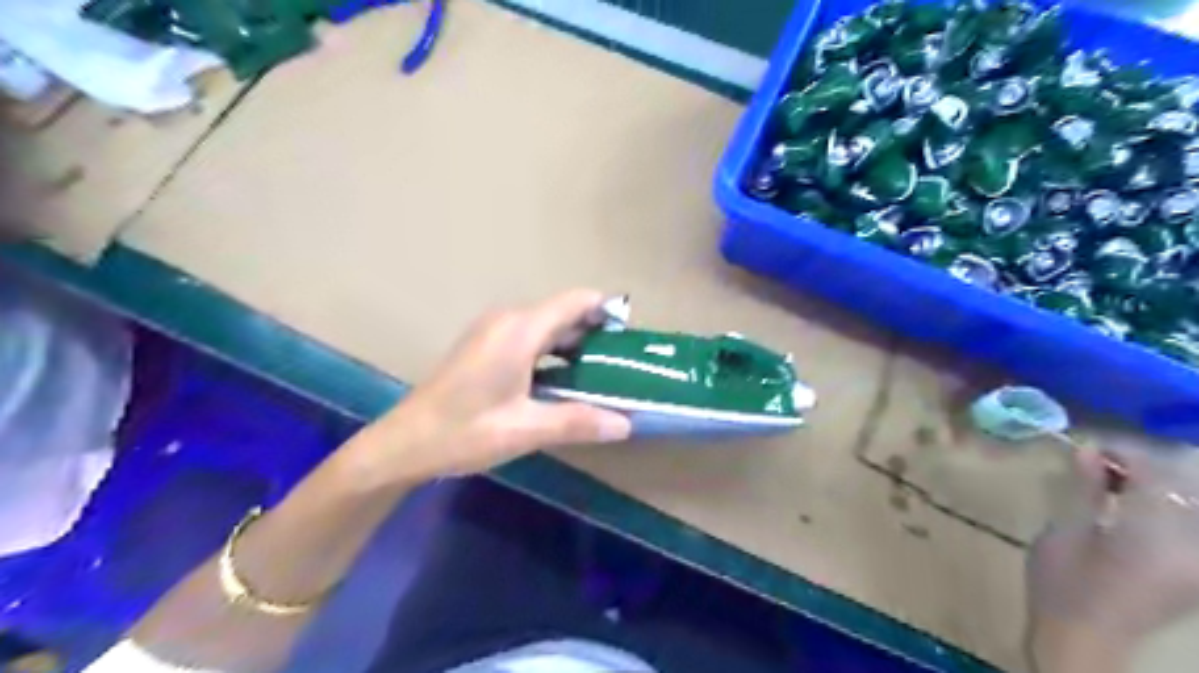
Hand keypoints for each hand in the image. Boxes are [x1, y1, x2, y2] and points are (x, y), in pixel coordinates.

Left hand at [339, 293, 630, 485]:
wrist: (403, 443)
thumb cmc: (463, 432)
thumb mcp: (525, 429)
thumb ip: (578, 421)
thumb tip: (626, 424)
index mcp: (520, 330)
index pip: (575, 301)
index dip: (607, 310)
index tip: (631, 336)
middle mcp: (507, 320)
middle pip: (563, 312)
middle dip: (595, 333)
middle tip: (622, 365)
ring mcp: (492, 330)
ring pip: (546, 325)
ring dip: (574, 344)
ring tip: (600, 375)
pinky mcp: (484, 344)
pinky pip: (530, 336)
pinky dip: (553, 351)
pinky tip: (563, 381)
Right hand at [1026, 439, 1198, 663]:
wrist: (1085, 638)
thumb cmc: (1063, 583)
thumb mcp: (1064, 530)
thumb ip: (1085, 489)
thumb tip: (1088, 450)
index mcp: (1155, 534)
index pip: (1155, 472)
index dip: (1124, 450)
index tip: (1089, 444)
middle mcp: (1193, 546)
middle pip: (1185, 486)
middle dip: (1144, 464)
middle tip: (1101, 461)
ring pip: (1193, 504)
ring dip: (1158, 484)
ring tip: (1115, 481)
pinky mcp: (1198, 572)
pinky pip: (1192, 525)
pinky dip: (1168, 505)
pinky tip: (1132, 505)